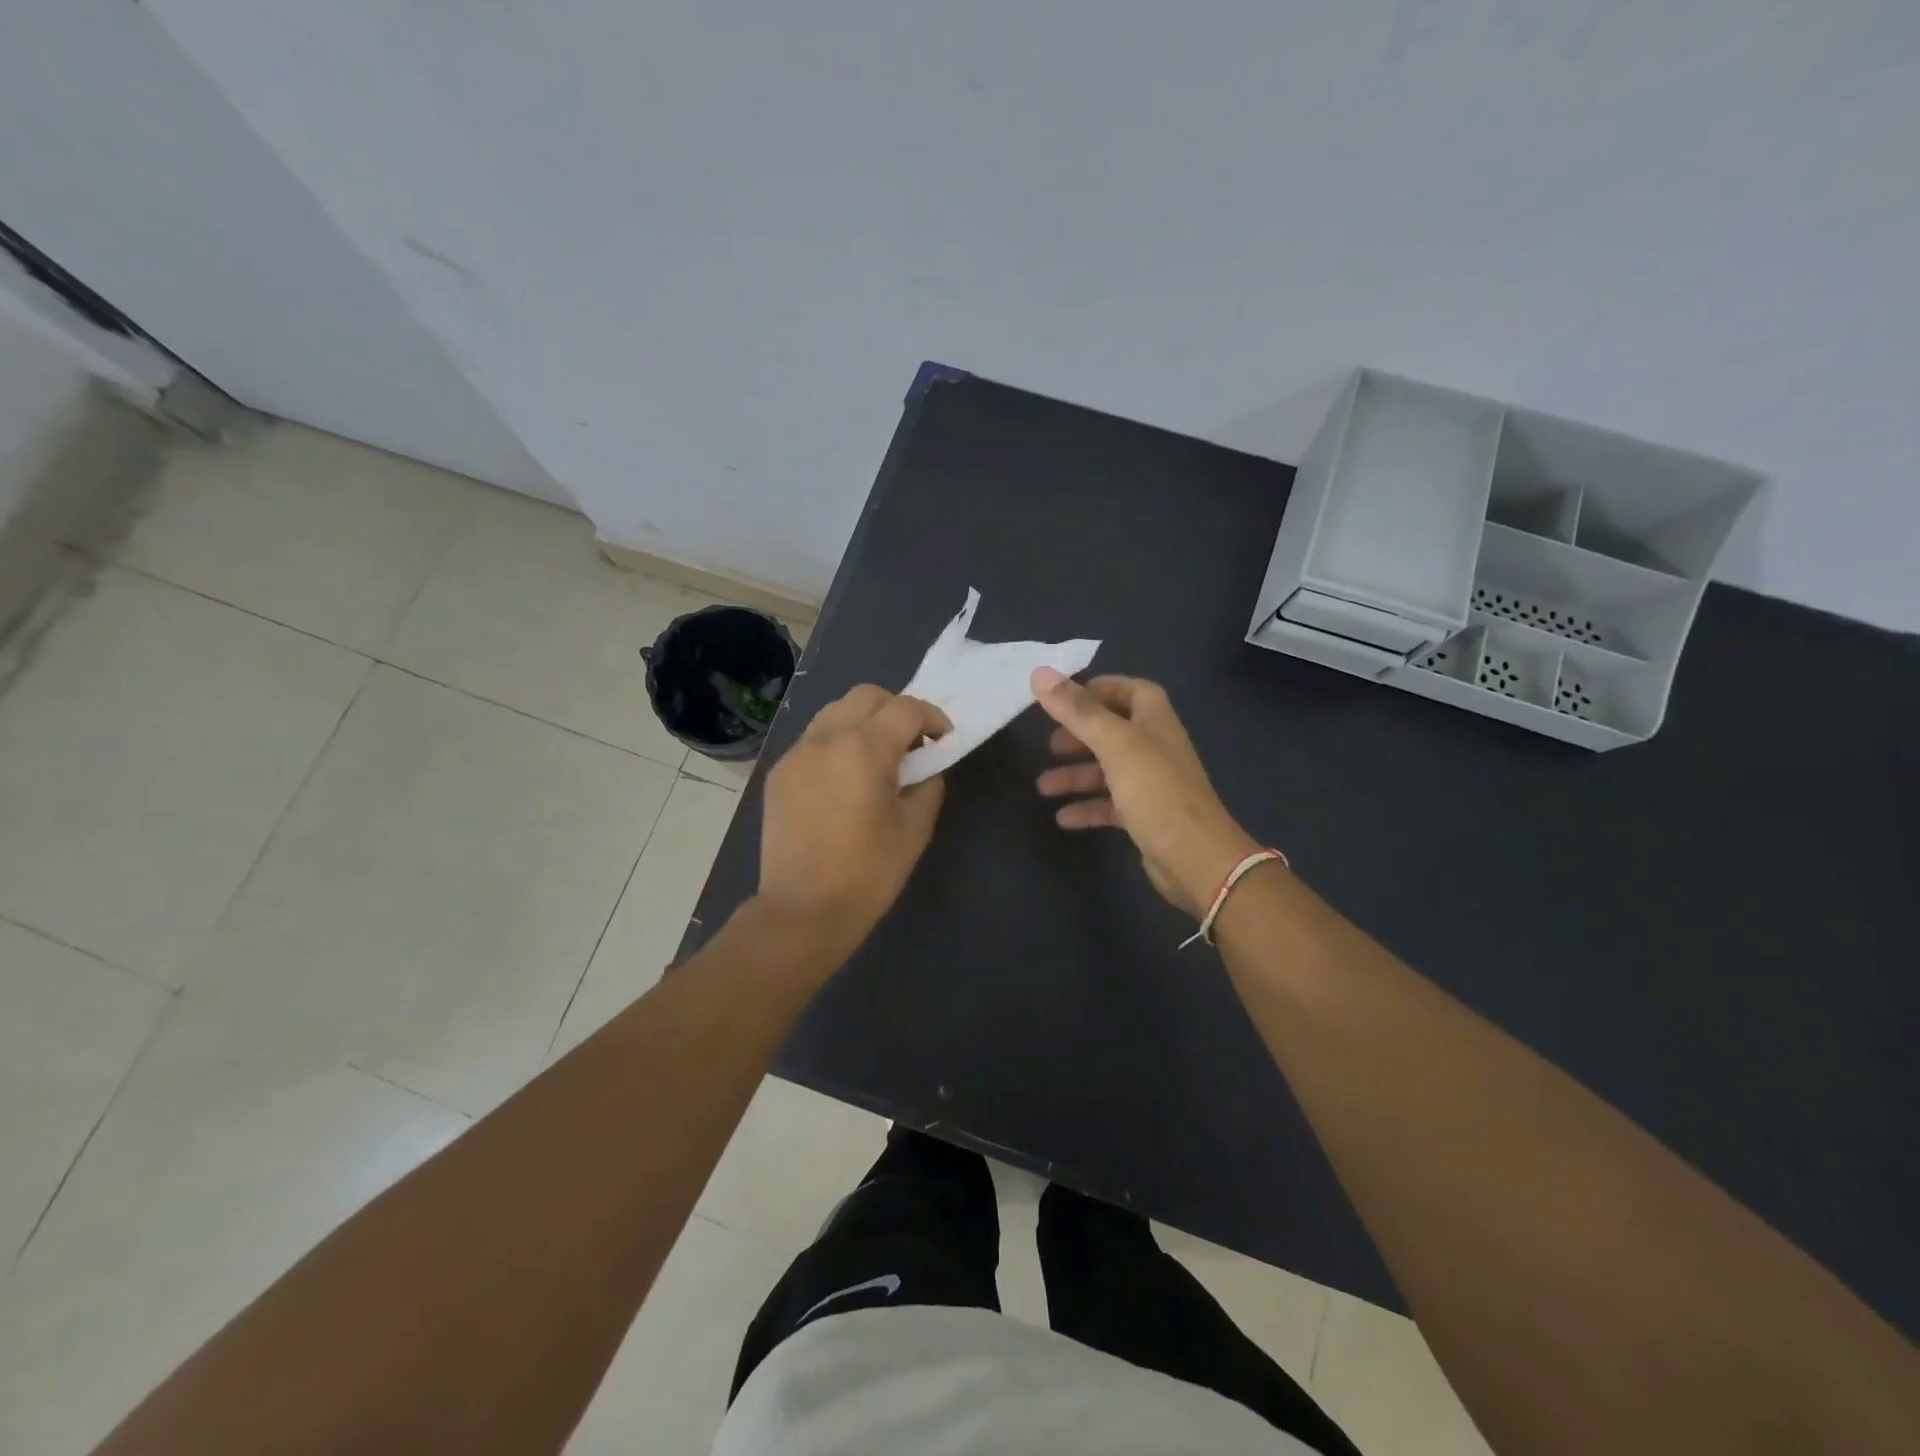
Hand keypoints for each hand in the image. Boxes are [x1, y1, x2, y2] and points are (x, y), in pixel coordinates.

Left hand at [758, 685, 950, 949]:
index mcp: (864, 749)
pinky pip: (813, 740)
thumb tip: (924, 768)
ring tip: (875, 759)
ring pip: (834, 712)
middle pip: (866, 695)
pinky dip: (836, 744)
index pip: (906, 708)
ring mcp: (796, 754)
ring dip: (863, 722)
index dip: (933, 718)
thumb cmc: (868, 873)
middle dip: (896, 710)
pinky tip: (843, 781)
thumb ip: (928, 785)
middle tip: (910, 745)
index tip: (943, 740)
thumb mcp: (915, 829)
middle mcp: (826, 739)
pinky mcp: (779, 774)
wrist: (803, 911)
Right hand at [1031, 668, 1262, 917]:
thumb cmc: (1157, 792)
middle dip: (1079, 735)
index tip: (1063, 699)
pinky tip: (1063, 817)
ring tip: (1043, 786)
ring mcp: (1152, 783)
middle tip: (1050, 744)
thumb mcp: (1115, 744)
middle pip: (1113, 730)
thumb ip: (1078, 710)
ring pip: (1107, 770)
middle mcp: (1155, 747)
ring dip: (1076, 775)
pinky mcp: (1146, 816)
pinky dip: (1087, 807)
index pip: (1129, 690)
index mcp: (1154, 720)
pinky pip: (1110, 804)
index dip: (1098, 690)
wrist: (1197, 859)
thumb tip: (1040, 673)